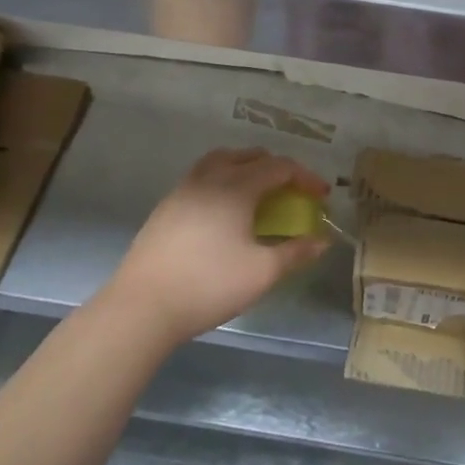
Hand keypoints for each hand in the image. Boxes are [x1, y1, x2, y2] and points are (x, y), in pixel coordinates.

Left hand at [108, 148, 329, 347]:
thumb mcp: (262, 272)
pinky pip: (202, 178)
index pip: (280, 167)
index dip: (305, 177)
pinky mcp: (166, 207)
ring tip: (257, 192)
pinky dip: (222, 181)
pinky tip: (223, 212)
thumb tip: (323, 241)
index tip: (321, 195)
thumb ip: (296, 253)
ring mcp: (183, 190)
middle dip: (277, 168)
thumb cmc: (208, 285)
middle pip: (250, 156)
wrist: (141, 308)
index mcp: (237, 187)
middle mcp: (210, 178)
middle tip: (291, 191)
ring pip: (221, 161)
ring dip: (246, 168)